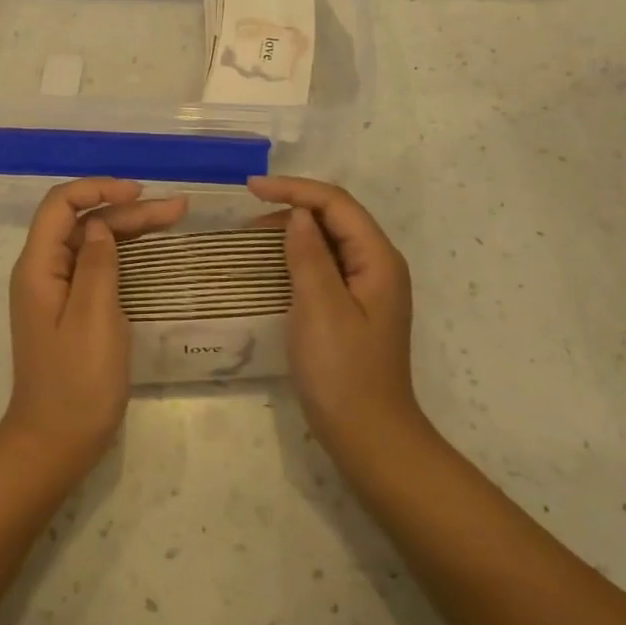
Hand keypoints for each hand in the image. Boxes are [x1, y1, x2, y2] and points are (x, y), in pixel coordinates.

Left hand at [3, 178, 186, 475]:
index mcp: (38, 266)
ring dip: (129, 229)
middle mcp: (43, 271)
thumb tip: (98, 224)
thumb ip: (97, 264)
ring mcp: (57, 291)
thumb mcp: (93, 318)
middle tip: (177, 210)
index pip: (60, 204)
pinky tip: (151, 252)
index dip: (98, 188)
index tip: (139, 193)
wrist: (56, 443)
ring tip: (174, 219)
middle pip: (82, 222)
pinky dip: (124, 255)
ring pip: (92, 243)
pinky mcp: (72, 310)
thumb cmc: (76, 382)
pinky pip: (96, 268)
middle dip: (126, 210)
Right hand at [248, 176, 421, 461]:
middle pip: (335, 216)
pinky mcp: (353, 307)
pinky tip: (272, 265)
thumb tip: (299, 214)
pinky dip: (297, 256)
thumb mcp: (320, 307)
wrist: (368, 436)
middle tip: (247, 215)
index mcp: (378, 259)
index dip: (294, 189)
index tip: (250, 188)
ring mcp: (367, 288)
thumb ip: (309, 255)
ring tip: (252, 236)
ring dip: (292, 230)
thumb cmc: (343, 371)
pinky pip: (324, 265)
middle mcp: (378, 265)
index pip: (336, 203)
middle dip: (292, 205)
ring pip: (329, 239)